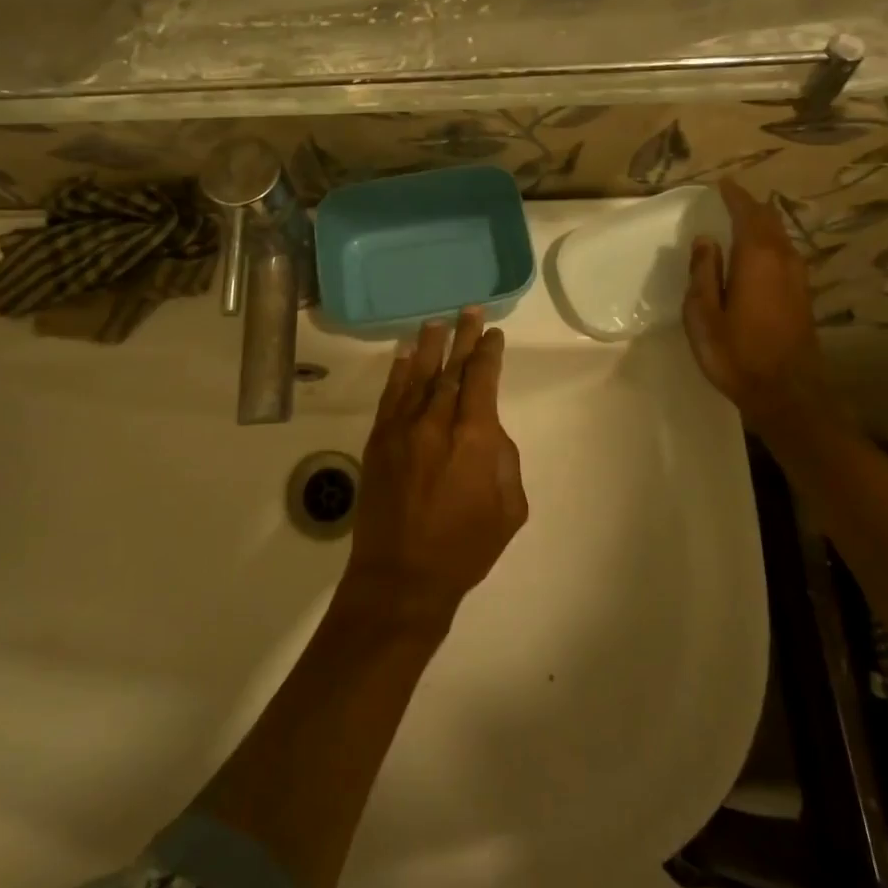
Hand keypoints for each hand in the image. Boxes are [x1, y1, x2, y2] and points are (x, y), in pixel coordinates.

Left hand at [343, 311, 526, 632]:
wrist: (402, 577)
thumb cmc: (464, 548)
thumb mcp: (509, 509)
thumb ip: (503, 459)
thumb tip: (487, 430)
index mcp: (474, 439)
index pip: (482, 380)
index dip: (488, 353)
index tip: (493, 334)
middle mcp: (436, 423)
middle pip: (451, 369)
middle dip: (463, 338)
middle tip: (470, 311)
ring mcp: (402, 430)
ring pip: (418, 376)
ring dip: (430, 347)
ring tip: (437, 322)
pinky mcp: (378, 441)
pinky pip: (390, 397)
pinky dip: (399, 373)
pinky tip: (405, 356)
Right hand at [683, 179, 841, 433]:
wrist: (788, 394)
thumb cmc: (737, 354)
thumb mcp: (703, 315)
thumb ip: (704, 273)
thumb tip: (706, 239)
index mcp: (757, 258)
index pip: (748, 214)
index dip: (735, 196)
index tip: (722, 183)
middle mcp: (783, 260)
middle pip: (769, 221)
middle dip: (750, 206)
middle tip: (730, 197)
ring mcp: (798, 278)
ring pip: (781, 237)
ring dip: (762, 223)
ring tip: (742, 218)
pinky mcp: (803, 295)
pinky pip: (785, 253)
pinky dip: (770, 242)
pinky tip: (757, 252)